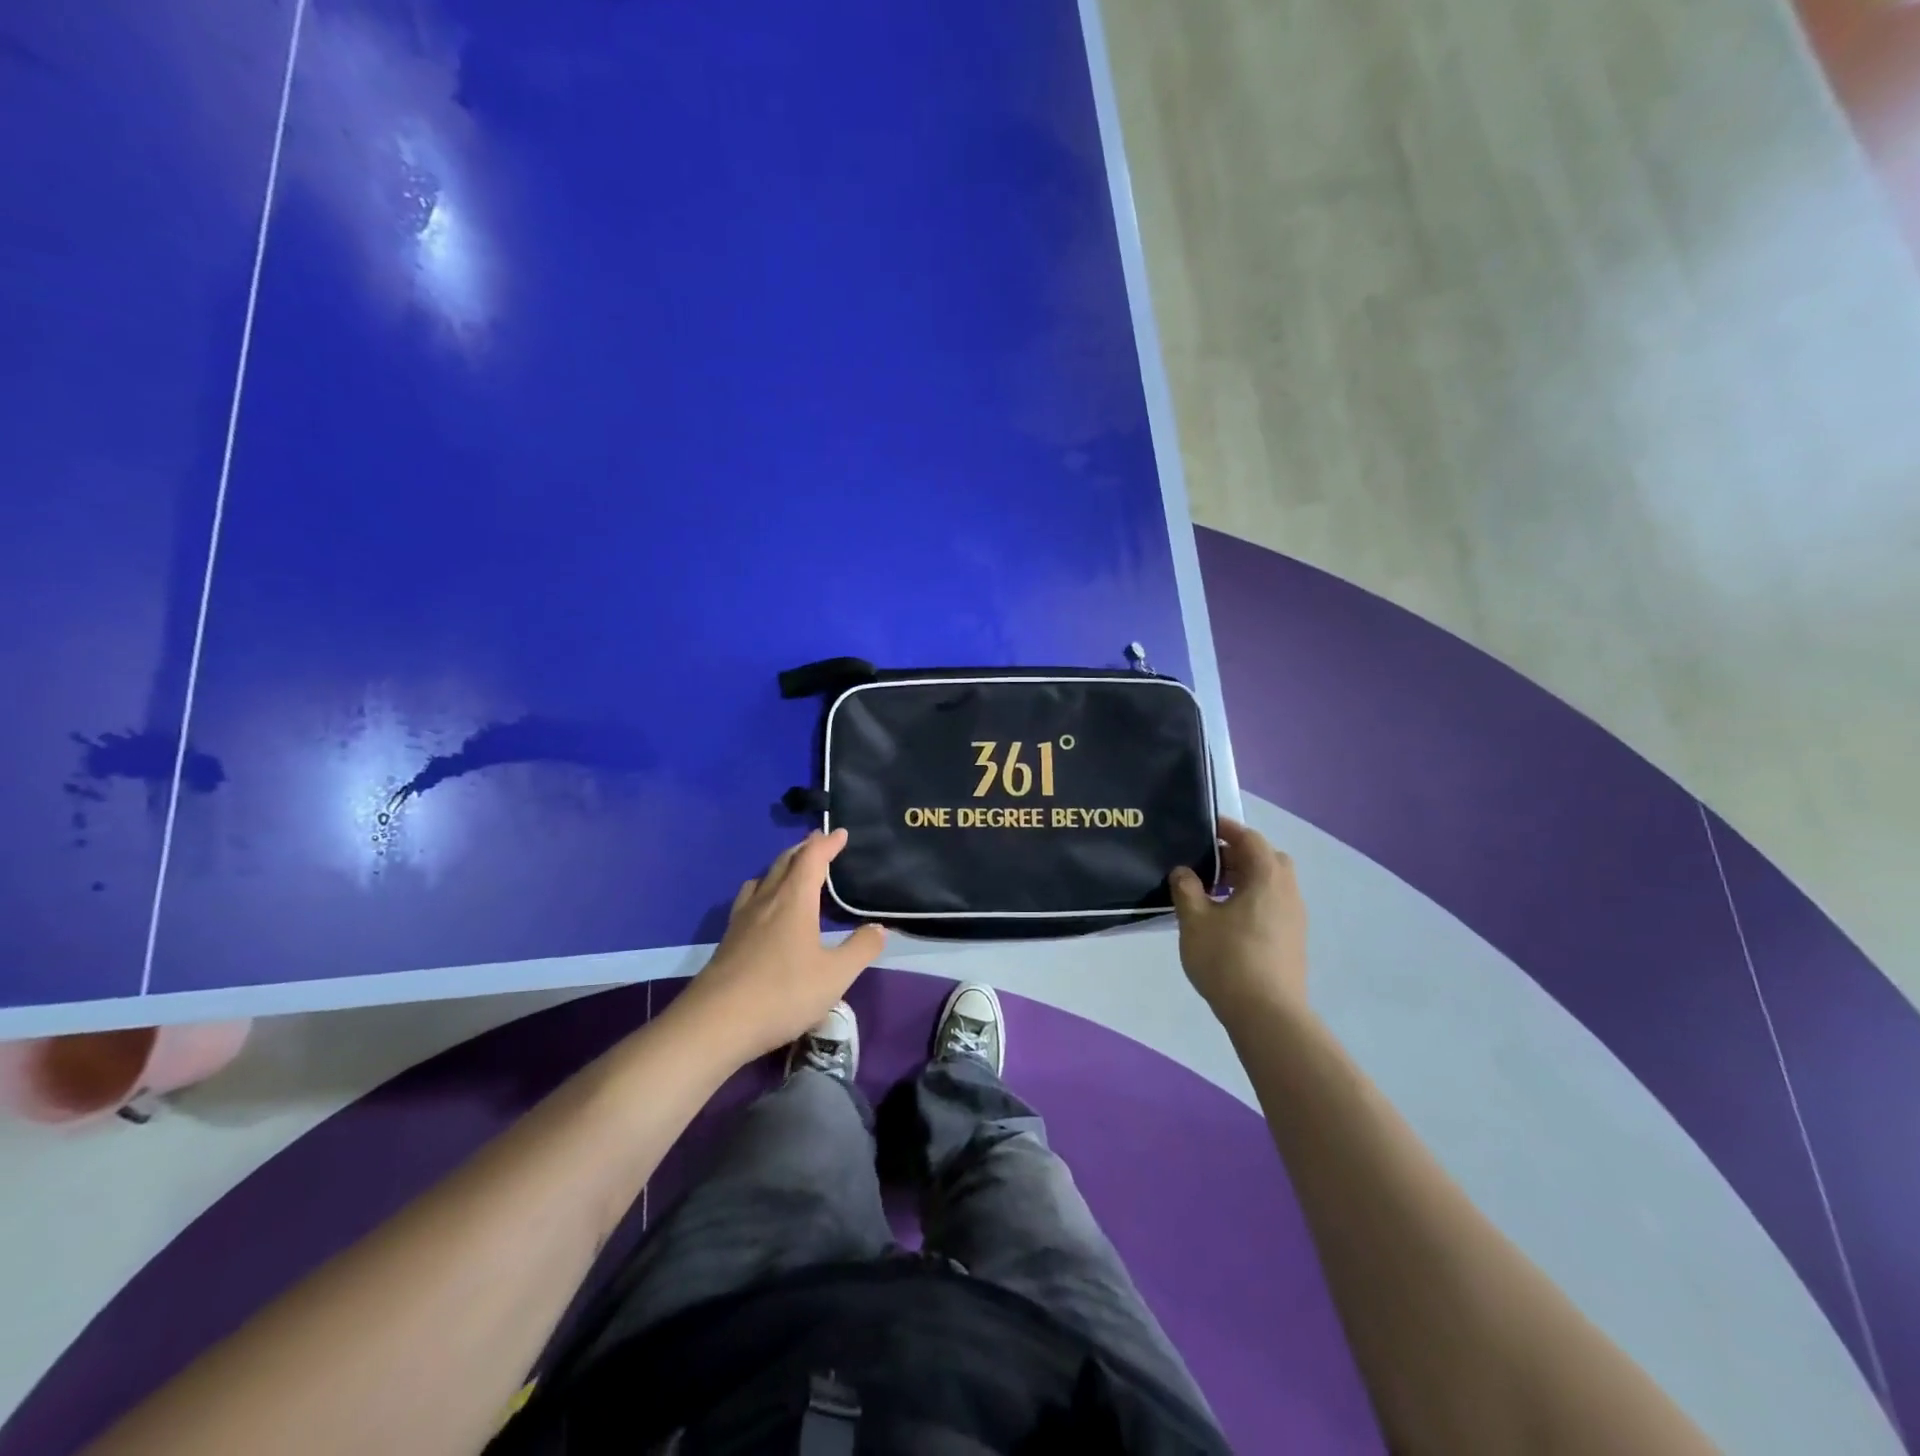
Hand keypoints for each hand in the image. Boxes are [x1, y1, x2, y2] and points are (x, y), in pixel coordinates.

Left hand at [682, 829, 886, 1062]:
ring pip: (762, 879)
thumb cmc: (782, 993)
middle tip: (818, 841)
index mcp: (794, 901)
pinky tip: (763, 909)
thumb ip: (861, 949)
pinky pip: (748, 899)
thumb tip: (879, 928)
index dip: (827, 844)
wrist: (716, 1023)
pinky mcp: (728, 940)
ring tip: (791, 870)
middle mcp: (766, 901)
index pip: (812, 859)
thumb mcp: (835, 976)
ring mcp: (742, 920)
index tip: (840, 833)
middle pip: (784, 863)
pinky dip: (763, 890)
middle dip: (804, 849)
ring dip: (781, 867)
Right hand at [1169, 818, 1308, 1021]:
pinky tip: (1228, 919)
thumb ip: (1186, 889)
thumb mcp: (1194, 920)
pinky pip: (1273, 905)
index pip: (1251, 839)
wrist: (1267, 1014)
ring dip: (1246, 879)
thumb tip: (1184, 871)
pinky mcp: (1293, 940)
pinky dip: (1253, 900)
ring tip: (1213, 893)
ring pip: (1272, 884)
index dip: (1229, 829)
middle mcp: (1287, 892)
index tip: (1207, 828)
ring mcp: (1294, 918)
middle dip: (1239, 855)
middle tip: (1210, 863)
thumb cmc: (1228, 959)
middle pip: (1267, 859)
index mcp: (1266, 878)